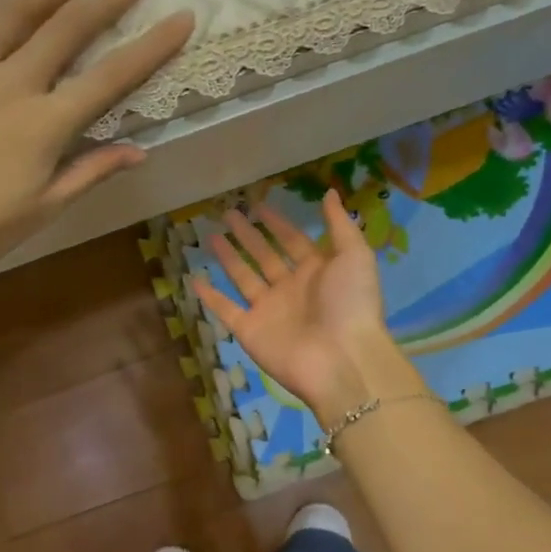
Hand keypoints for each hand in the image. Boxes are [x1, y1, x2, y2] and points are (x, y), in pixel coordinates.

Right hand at [195, 189, 412, 425]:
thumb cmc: (351, 303)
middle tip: (229, 213)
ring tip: (211, 236)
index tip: (258, 204)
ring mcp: (268, 311)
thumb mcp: (355, 255)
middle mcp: (290, 289)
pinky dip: (211, 297)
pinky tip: (195, 279)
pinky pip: (226, 310)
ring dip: (229, 258)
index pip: (292, 241)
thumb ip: (340, 225)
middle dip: (248, 235)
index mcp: (317, 271)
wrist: (341, 359)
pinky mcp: (250, 331)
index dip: (277, 223)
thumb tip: (331, 192)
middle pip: (265, 256)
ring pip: (244, 278)